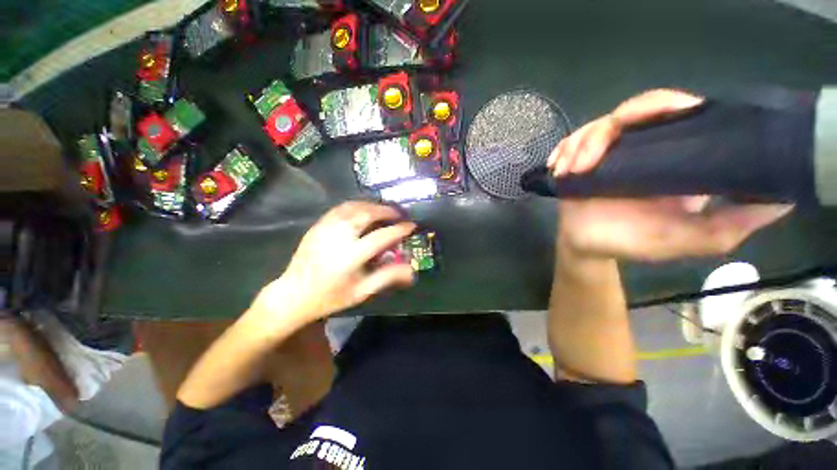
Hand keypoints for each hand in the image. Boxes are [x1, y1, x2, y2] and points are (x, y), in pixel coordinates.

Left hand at [253, 201, 415, 327]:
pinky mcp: (317, 225)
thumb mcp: (362, 292)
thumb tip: (411, 270)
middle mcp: (338, 237)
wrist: (293, 294)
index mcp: (351, 256)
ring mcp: (325, 228)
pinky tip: (362, 209)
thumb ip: (387, 277)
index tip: (411, 225)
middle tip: (398, 213)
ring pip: (352, 206)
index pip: (381, 236)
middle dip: (386, 210)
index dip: (399, 229)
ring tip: (383, 209)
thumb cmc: (330, 297)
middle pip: (366, 214)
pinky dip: (356, 205)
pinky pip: (340, 208)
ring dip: (371, 205)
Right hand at [547, 89, 793, 260]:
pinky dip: (563, 150)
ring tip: (570, 170)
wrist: (587, 247)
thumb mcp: (687, 240)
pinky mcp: (581, 160)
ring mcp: (609, 152)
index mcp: (674, 156)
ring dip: (579, 145)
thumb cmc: (633, 243)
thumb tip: (782, 199)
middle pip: (632, 111)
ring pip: (597, 126)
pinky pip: (571, 142)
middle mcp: (643, 146)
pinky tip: (558, 166)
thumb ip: (729, 225)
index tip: (660, 117)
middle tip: (590, 157)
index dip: (668, 105)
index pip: (678, 112)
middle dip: (609, 128)